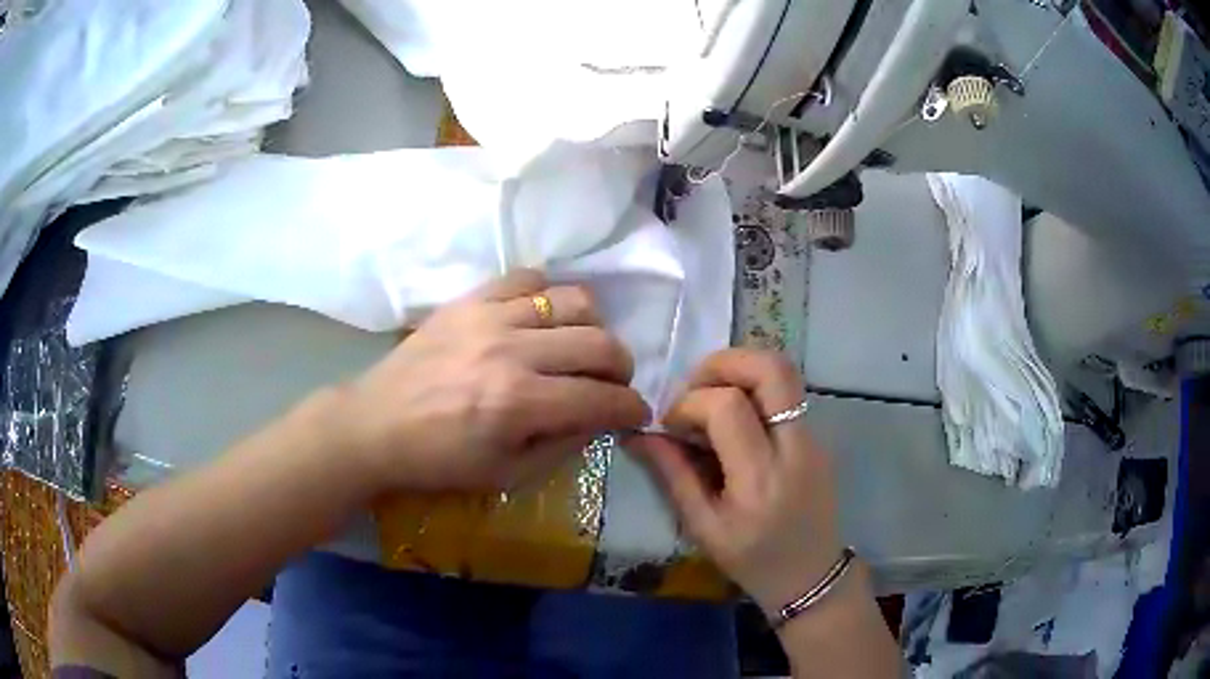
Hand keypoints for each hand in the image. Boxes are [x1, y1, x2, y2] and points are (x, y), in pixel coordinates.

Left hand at [334, 269, 649, 493]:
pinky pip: (527, 277)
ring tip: (580, 347)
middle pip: (599, 343)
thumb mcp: (506, 474)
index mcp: (519, 404)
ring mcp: (490, 317)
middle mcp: (512, 351)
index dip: (631, 407)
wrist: (376, 424)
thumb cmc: (439, 460)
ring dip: (592, 327)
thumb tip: (599, 417)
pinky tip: (541, 320)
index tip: (636, 412)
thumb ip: (563, 446)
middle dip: (622, 367)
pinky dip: (547, 296)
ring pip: (574, 300)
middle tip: (613, 383)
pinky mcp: (470, 299)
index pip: (601, 398)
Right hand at [630, 349, 841, 615]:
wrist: (811, 575)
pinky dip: (754, 388)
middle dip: (723, 362)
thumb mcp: (703, 528)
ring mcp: (814, 438)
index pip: (727, 407)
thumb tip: (637, 433)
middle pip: (770, 368)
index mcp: (760, 479)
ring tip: (710, 396)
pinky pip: (786, 393)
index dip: (688, 403)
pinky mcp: (819, 436)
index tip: (669, 425)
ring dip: (740, 370)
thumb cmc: (752, 562)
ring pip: (784, 372)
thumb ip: (672, 475)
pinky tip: (733, 418)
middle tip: (692, 386)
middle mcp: (795, 448)